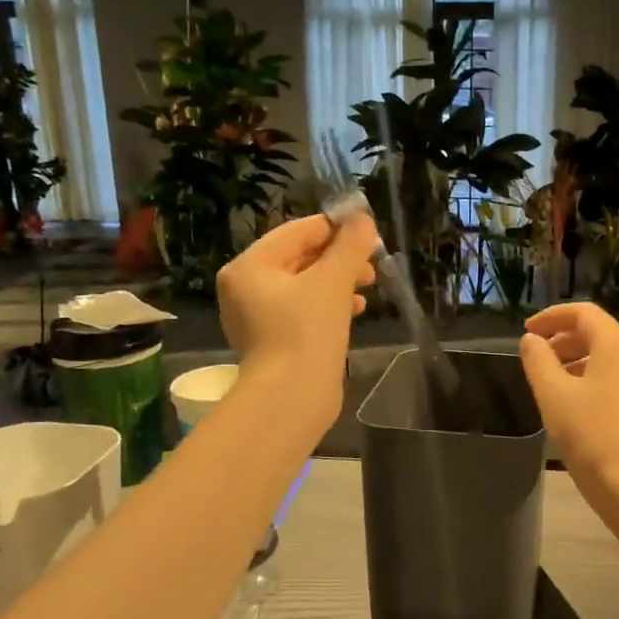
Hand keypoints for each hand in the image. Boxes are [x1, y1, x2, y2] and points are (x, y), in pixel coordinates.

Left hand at [218, 214, 379, 428]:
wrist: (291, 398)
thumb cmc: (307, 331)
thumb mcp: (333, 281)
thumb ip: (350, 245)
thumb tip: (362, 219)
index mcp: (249, 266)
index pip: (298, 231)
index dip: (335, 228)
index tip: (368, 233)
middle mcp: (246, 288)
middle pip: (300, 257)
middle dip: (339, 258)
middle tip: (371, 263)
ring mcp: (258, 316)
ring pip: (305, 284)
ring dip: (338, 280)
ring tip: (368, 285)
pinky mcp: (274, 340)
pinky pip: (303, 309)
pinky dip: (328, 304)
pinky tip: (355, 310)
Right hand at [518, 302, 618, 499]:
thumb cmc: (592, 436)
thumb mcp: (553, 396)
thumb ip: (538, 361)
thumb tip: (531, 340)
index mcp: (617, 346)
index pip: (584, 313)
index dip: (552, 317)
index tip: (527, 331)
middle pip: (599, 334)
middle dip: (564, 340)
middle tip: (537, 358)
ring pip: (609, 359)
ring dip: (578, 362)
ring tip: (552, 384)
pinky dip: (594, 381)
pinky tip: (578, 408)